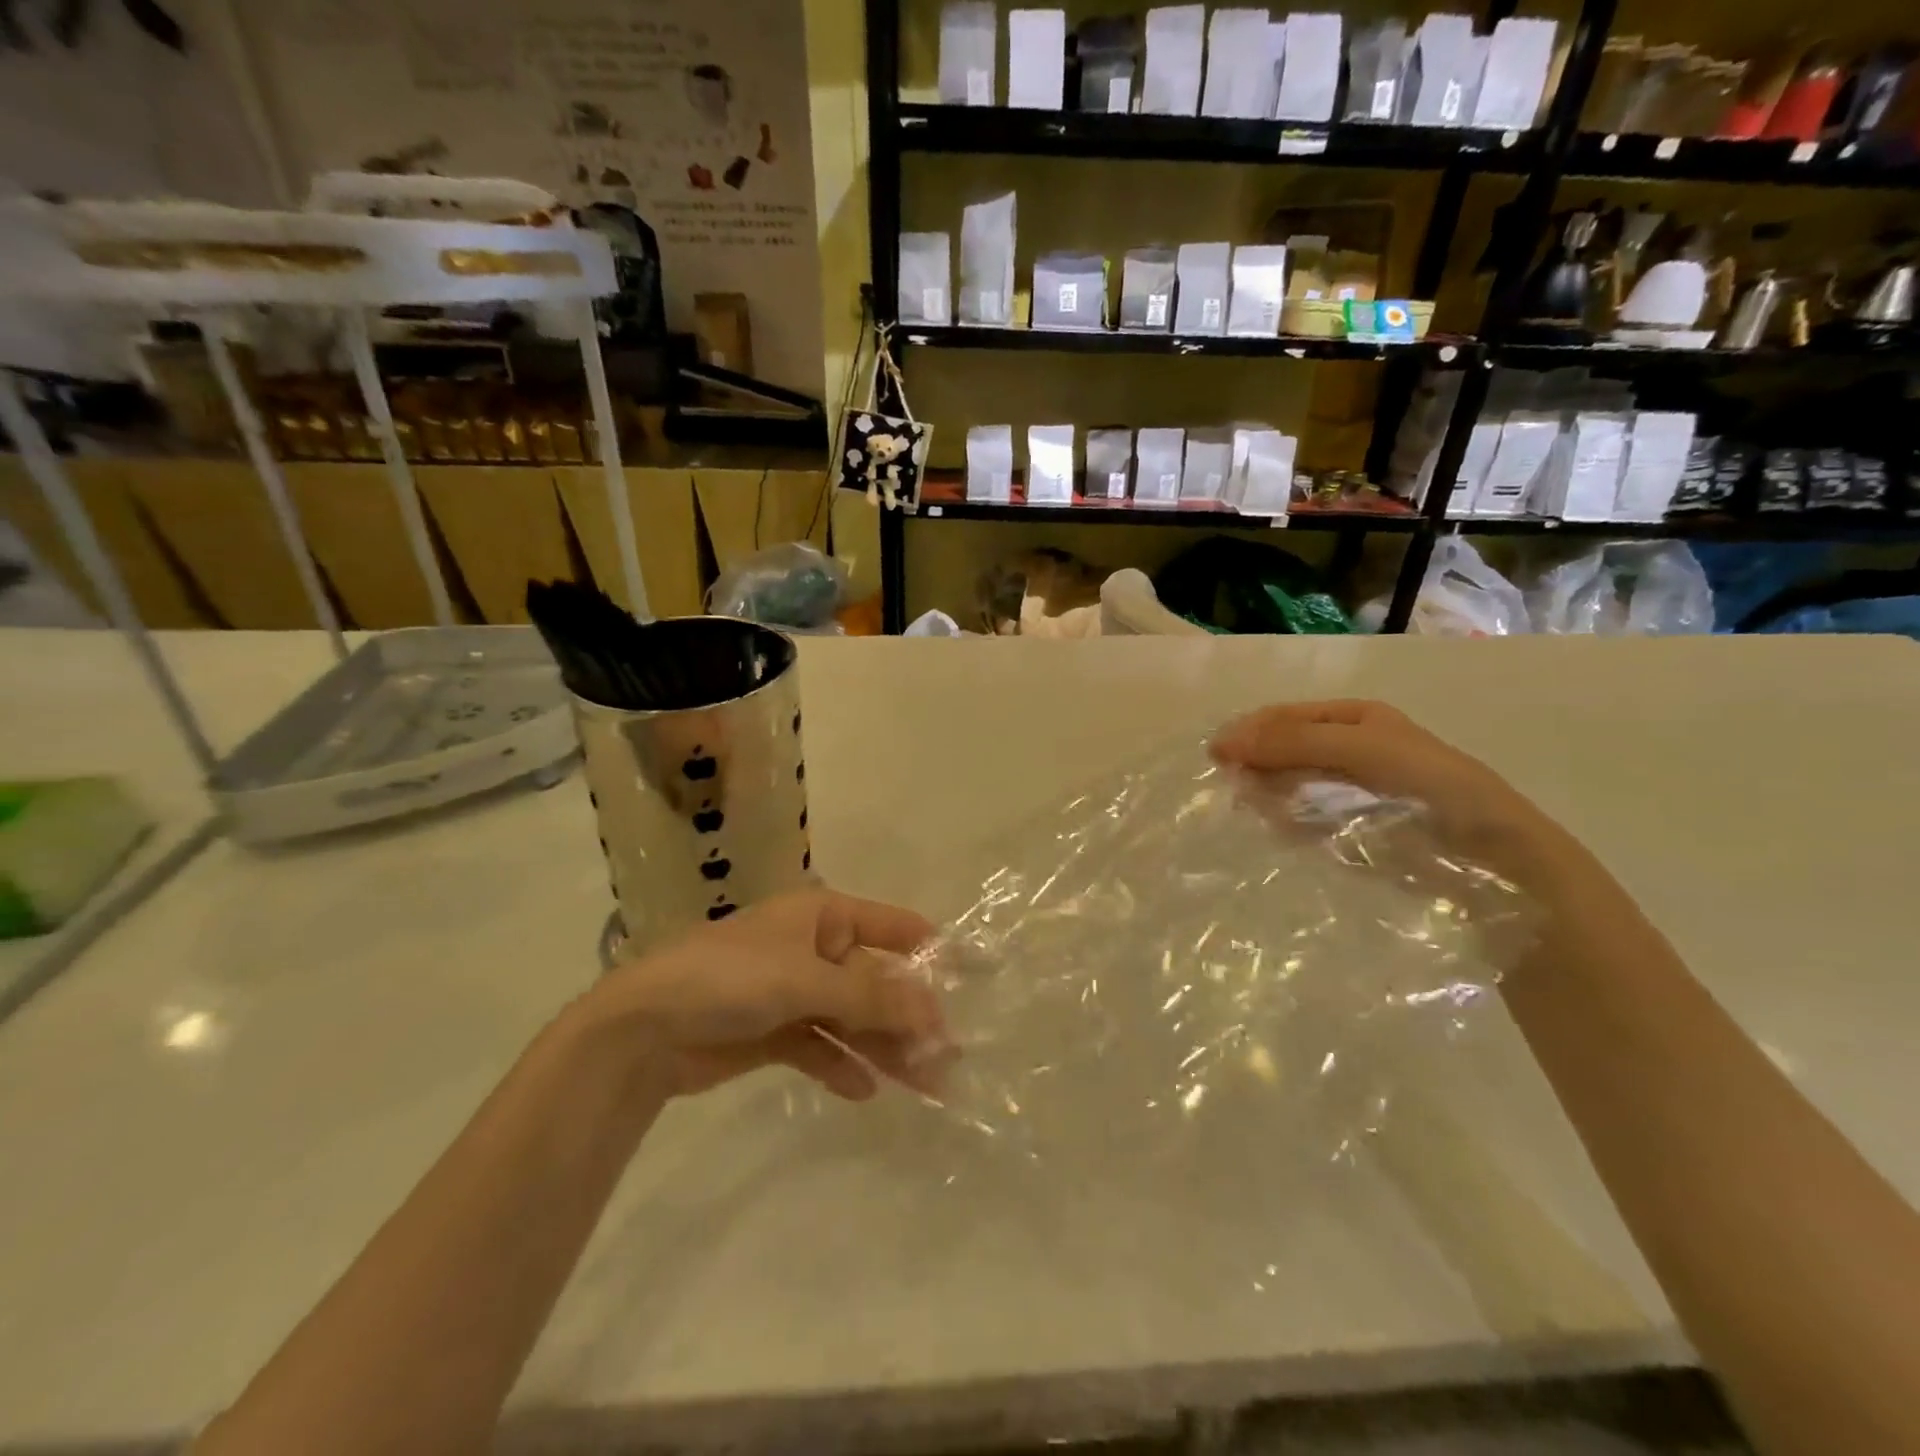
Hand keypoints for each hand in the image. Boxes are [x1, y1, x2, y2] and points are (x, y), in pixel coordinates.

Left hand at [590, 889, 945, 1101]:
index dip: (932, 950)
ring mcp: (793, 991)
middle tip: (948, 1059)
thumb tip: (934, 1013)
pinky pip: (820, 1046)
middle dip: (910, 1018)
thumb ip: (871, 998)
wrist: (642, 1029)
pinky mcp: (773, 1032)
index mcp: (823, 916)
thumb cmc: (730, 979)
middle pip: (875, 982)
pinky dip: (841, 1065)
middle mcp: (814, 948)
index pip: (892, 926)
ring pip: (852, 1019)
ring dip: (884, 1048)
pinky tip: (864, 1090)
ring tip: (923, 1085)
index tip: (973, 977)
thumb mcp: (806, 980)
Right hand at [1209, 699, 1581, 883]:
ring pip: (1289, 785)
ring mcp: (1350, 791)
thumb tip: (1222, 743)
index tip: (1216, 756)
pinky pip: (1303, 820)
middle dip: (1255, 763)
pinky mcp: (1351, 830)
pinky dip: (1283, 823)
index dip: (1249, 731)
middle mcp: (1350, 748)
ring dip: (1265, 794)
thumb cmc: (1429, 785)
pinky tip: (1275, 830)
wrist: (1493, 857)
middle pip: (1284, 749)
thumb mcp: (1359, 748)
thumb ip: (1292, 743)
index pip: (1284, 716)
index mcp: (1355, 718)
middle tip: (1229, 787)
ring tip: (1248, 811)